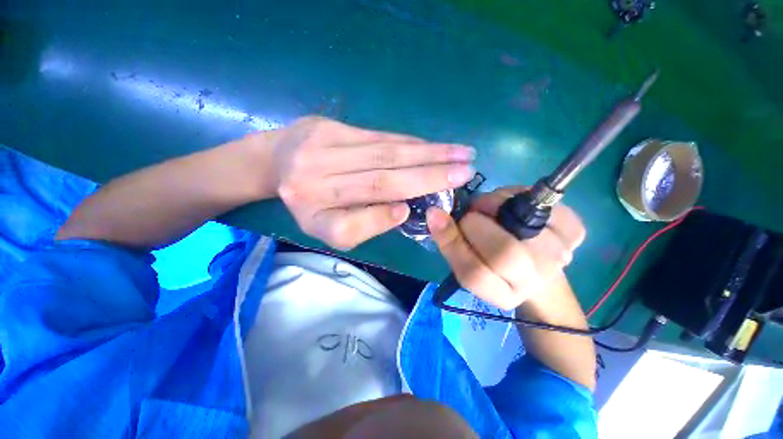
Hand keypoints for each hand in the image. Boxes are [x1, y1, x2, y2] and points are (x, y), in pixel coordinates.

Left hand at [268, 116, 475, 248]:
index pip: (350, 225)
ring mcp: (319, 149)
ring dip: (429, 153)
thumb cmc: (308, 203)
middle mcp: (312, 184)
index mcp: (312, 218)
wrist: (274, 164)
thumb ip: (363, 224)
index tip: (411, 211)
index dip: (382, 218)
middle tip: (466, 171)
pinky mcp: (328, 126)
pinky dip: (410, 142)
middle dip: (428, 175)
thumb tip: (400, 209)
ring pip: (385, 152)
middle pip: (380, 179)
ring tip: (461, 154)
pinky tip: (433, 145)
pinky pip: (379, 136)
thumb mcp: (330, 228)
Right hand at [427, 186, 585, 309]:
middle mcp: (533, 282)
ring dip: (499, 204)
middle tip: (471, 213)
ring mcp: (560, 258)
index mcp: (501, 293)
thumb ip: (449, 241)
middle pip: (505, 252)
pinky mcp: (574, 234)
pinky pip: (549, 207)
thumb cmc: (491, 262)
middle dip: (476, 222)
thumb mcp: (465, 259)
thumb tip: (434, 213)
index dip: (452, 241)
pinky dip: (525, 197)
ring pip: (524, 222)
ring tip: (492, 208)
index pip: (474, 273)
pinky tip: (517, 206)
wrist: (534, 265)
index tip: (437, 216)